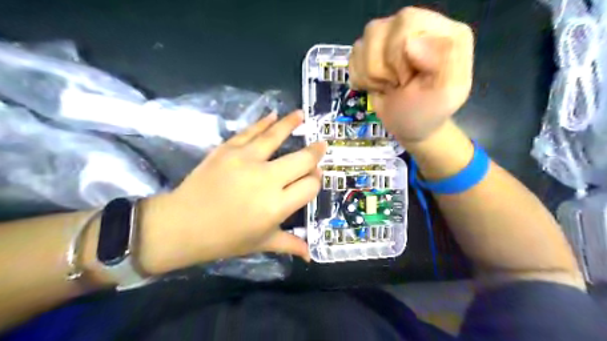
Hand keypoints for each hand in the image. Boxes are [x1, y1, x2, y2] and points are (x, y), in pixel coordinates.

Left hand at [137, 110, 327, 275]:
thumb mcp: (261, 243)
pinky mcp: (228, 149)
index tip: (315, 177)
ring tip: (303, 115)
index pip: (310, 185)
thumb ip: (290, 244)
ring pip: (277, 136)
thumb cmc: (225, 239)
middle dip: (315, 153)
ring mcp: (247, 160)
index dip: (316, 180)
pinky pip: (251, 132)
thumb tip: (311, 254)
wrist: (182, 225)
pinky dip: (264, 122)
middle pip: (302, 160)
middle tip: (320, 147)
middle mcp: (267, 179)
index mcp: (277, 206)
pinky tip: (274, 115)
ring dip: (292, 124)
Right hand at [351, 7, 473, 144]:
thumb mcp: (447, 92)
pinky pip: (353, 54)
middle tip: (397, 84)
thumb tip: (410, 42)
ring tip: (388, 85)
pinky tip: (377, 84)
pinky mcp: (372, 49)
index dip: (398, 56)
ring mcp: (391, 35)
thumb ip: (444, 61)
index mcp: (442, 30)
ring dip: (371, 75)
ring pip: (362, 43)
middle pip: (377, 31)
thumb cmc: (427, 112)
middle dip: (381, 68)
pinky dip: (360, 77)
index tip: (407, 81)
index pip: (406, 23)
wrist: (408, 126)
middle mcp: (416, 25)